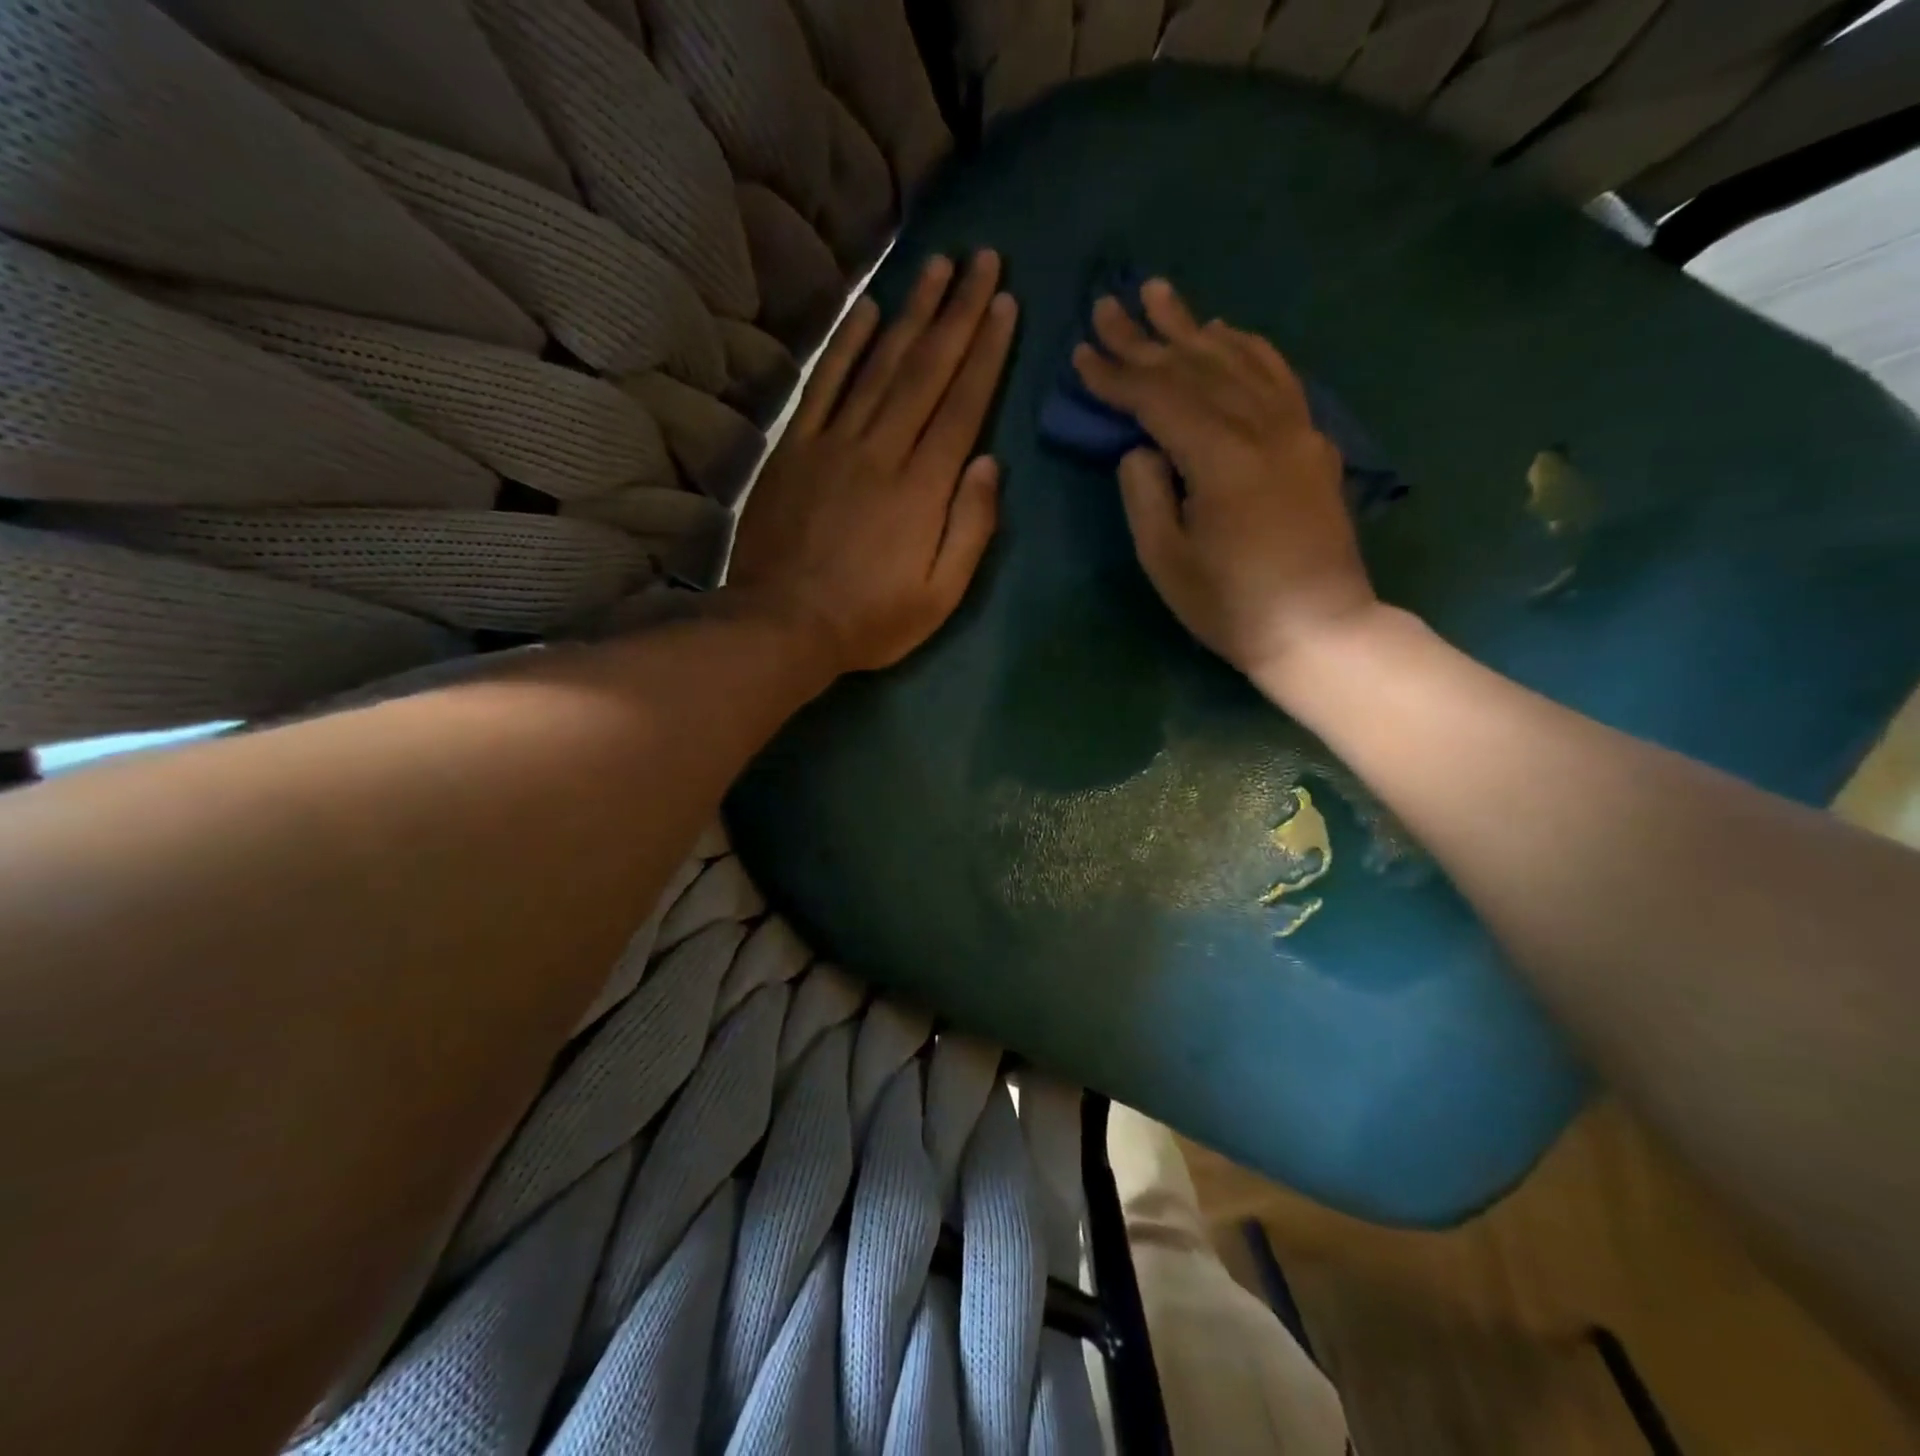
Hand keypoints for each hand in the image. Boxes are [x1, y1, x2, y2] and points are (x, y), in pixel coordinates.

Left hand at [729, 251, 1017, 674]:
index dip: (987, 351)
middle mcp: (882, 449)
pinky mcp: (794, 448)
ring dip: (910, 312)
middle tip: (981, 257)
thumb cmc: (870, 619)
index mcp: (923, 487)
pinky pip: (823, 384)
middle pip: (926, 370)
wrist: (782, 624)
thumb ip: (970, 528)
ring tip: (936, 265)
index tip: (1005, 302)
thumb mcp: (940, 595)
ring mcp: (833, 443)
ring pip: (879, 364)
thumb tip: (990, 464)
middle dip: (958, 311)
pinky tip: (866, 310)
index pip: (963, 405)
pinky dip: (845, 344)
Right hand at [1072, 278, 1376, 686]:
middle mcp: (1264, 427)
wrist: (1319, 628)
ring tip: (1161, 296)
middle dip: (1147, 337)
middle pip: (1198, 367)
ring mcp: (1296, 429)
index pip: (1160, 399)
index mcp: (1222, 459)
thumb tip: (1140, 448)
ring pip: (1240, 360)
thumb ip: (1146, 495)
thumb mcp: (1168, 562)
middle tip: (1109, 302)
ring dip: (1195, 327)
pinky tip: (1226, 332)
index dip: (1117, 374)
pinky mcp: (1313, 442)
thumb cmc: (1232, 607)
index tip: (1082, 351)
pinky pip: (1279, 377)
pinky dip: (1248, 348)